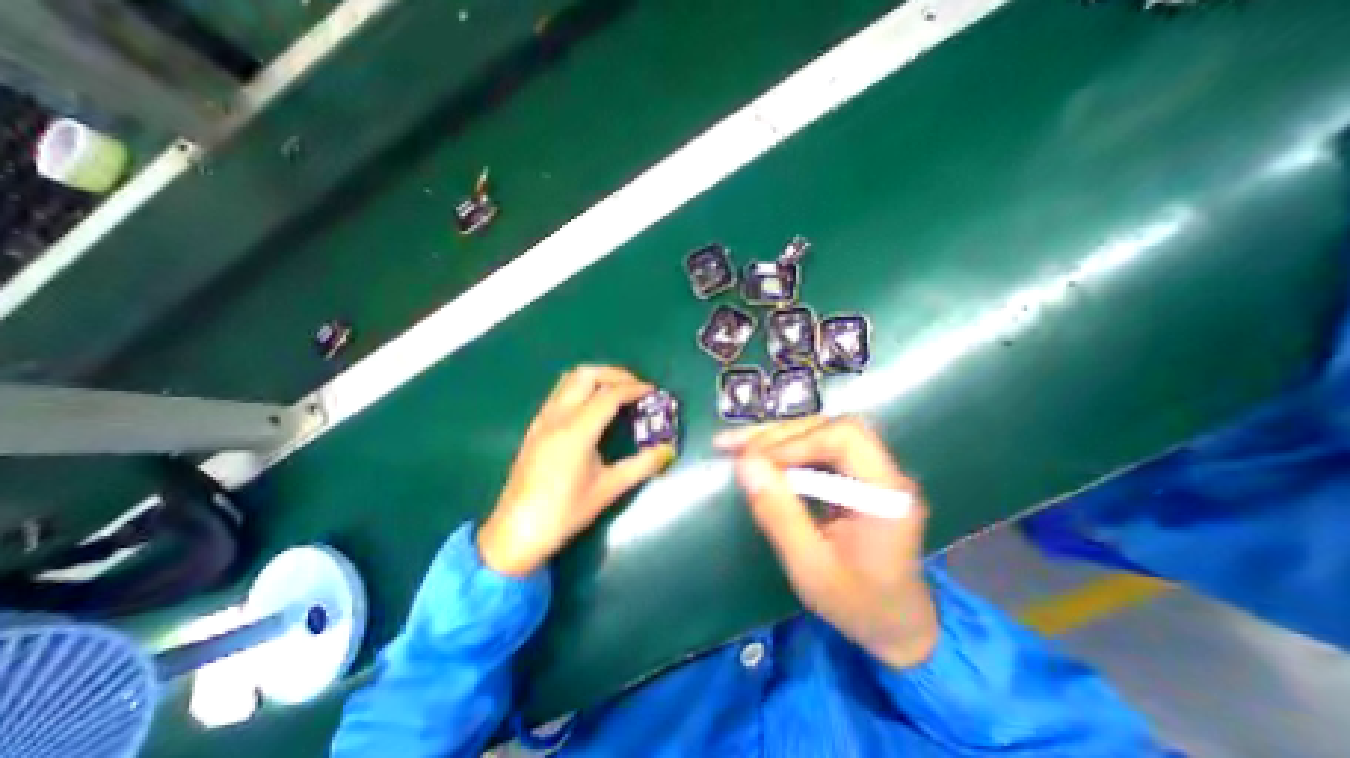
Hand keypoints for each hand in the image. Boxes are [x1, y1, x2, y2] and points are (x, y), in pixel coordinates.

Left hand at [479, 363, 681, 575]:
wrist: (516, 531)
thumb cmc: (565, 512)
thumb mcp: (609, 488)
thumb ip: (642, 465)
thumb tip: (669, 450)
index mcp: (577, 430)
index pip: (609, 395)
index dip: (634, 388)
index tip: (653, 391)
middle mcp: (558, 416)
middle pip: (587, 375)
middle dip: (615, 374)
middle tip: (636, 387)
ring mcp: (543, 418)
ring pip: (570, 379)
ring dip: (597, 378)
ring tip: (618, 392)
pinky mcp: (536, 426)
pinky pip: (561, 392)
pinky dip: (582, 387)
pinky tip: (593, 406)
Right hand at [716, 417, 940, 670]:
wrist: (895, 623)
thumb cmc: (857, 603)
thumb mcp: (810, 568)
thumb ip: (778, 514)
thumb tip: (744, 463)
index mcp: (887, 495)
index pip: (845, 438)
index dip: (796, 441)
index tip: (754, 460)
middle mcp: (885, 472)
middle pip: (829, 427)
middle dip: (778, 435)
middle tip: (733, 446)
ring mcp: (872, 469)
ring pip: (820, 431)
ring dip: (776, 438)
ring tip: (735, 445)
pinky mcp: (855, 473)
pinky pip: (816, 447)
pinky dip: (783, 449)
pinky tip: (757, 456)